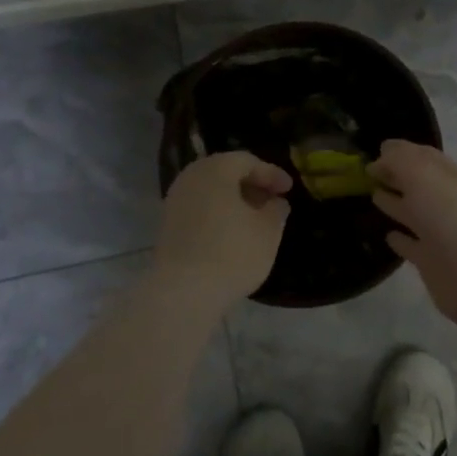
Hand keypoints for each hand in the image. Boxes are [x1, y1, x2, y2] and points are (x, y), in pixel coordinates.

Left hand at [155, 152, 292, 309]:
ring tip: (255, 218)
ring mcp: (174, 201)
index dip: (271, 173)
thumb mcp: (268, 231)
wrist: (182, 294)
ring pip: (211, 191)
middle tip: (272, 200)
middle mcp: (190, 178)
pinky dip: (218, 213)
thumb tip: (275, 202)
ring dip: (234, 200)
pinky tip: (233, 233)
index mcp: (215, 170)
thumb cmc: (232, 253)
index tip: (289, 189)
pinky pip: (199, 208)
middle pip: (225, 172)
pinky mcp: (167, 226)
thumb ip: (276, 210)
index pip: (247, 161)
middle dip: (251, 184)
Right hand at [371, 140, 456, 331]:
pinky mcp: (432, 262)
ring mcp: (440, 233)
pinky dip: (401, 240)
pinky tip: (388, 235)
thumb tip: (382, 156)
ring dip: (395, 204)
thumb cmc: (449, 213)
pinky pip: (412, 246)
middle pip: (417, 184)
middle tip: (368, 172)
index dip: (400, 153)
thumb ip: (399, 160)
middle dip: (396, 175)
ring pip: (414, 213)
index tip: (375, 151)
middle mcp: (446, 201)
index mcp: (448, 176)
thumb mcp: (421, 174)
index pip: (423, 157)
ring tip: (373, 195)